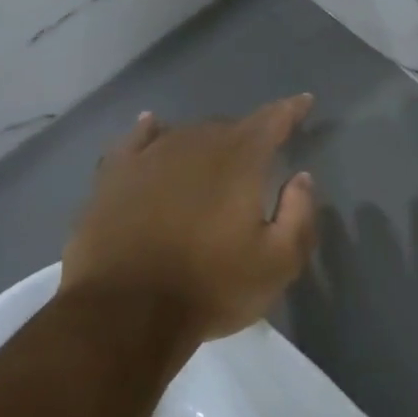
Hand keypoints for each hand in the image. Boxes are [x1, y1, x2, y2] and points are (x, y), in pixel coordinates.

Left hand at [60, 96, 319, 346]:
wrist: (123, 315)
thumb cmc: (210, 288)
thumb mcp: (278, 263)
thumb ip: (300, 215)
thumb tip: (301, 177)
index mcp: (240, 162)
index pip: (272, 121)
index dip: (290, 110)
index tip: (304, 101)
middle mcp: (196, 147)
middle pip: (229, 127)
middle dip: (248, 134)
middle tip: (259, 154)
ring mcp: (150, 159)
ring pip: (186, 134)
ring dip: (206, 139)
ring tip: (216, 152)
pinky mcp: (113, 178)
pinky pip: (135, 141)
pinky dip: (149, 131)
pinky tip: (152, 126)